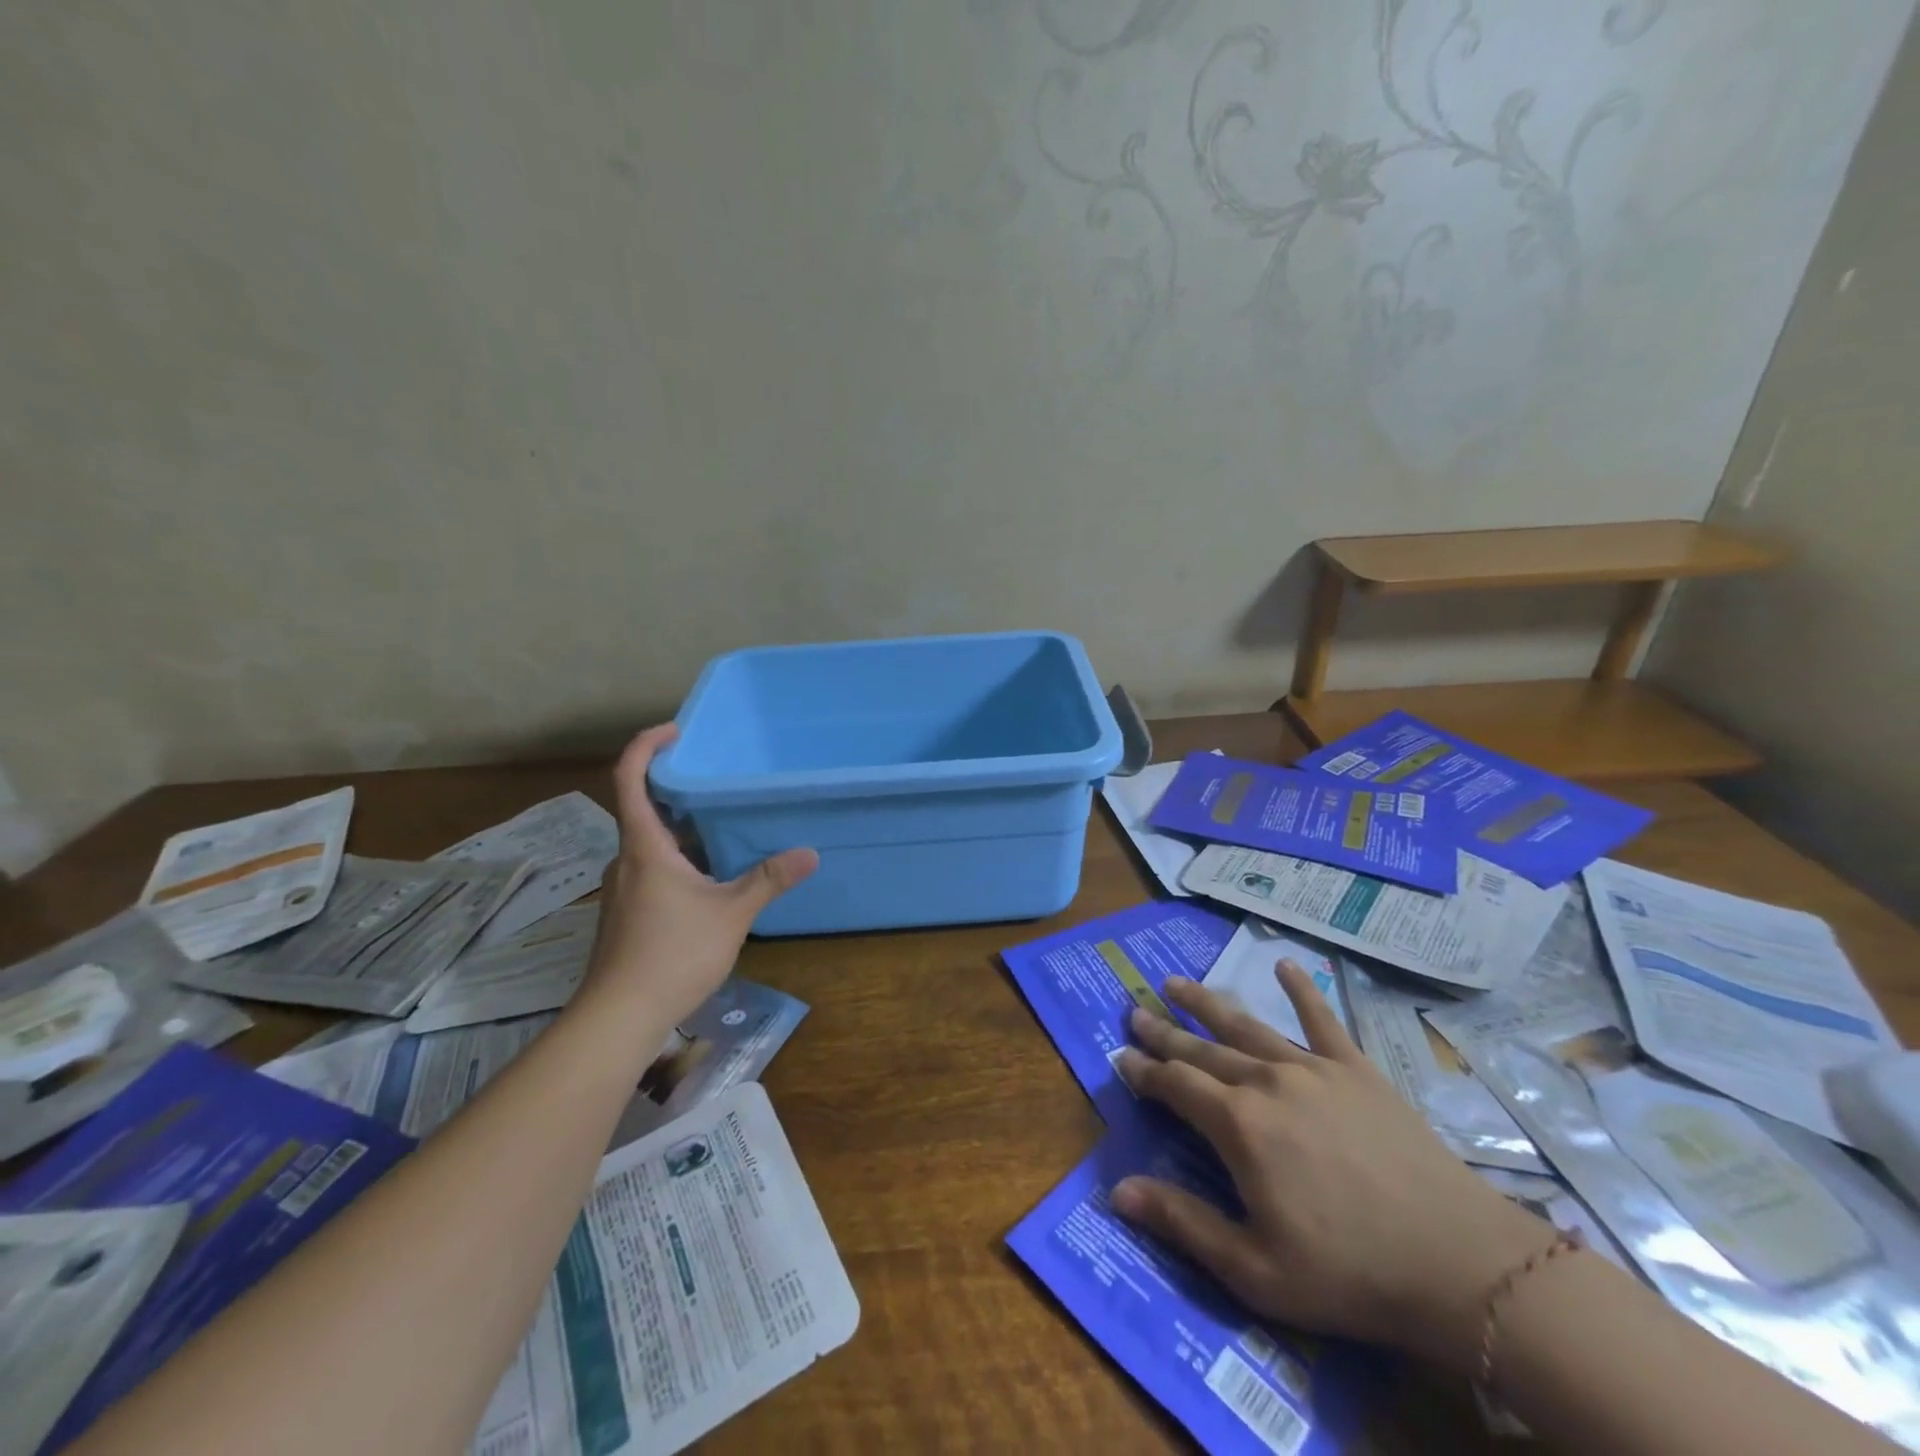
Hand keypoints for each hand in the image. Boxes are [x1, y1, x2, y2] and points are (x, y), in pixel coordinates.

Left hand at [577, 725, 816, 1028]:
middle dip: (679, 789)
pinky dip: (680, 858)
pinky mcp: (628, 913)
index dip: (645, 746)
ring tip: (725, 825)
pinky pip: (654, 869)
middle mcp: (628, 860)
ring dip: (683, 829)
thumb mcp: (730, 913)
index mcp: (645, 847)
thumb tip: (810, 852)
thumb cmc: (672, 954)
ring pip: (652, 843)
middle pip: (644, 808)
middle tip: (719, 779)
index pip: (629, 779)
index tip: (675, 732)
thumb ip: (769, 880)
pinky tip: (712, 876)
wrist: (618, 1017)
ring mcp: (624, 888)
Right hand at [1111, 963, 1554, 1373]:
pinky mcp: (1356, 1069)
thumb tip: (1117, 1191)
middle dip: (1164, 1030)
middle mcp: (1266, 1080)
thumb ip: (1182, 1222)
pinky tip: (1286, 962)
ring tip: (1176, 983)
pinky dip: (1301, 988)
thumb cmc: (1349, 1273)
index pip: (1175, 1085)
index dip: (1145, 1071)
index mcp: (1237, 1124)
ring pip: (1246, 1025)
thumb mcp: (1254, 1269)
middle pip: (1202, 1048)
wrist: (1460, 1264)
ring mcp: (1313, 1068)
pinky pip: (1322, 1019)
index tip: (1121, 1057)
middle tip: (1135, 1011)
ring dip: (1207, 1003)